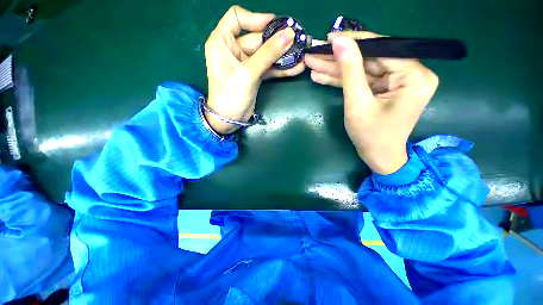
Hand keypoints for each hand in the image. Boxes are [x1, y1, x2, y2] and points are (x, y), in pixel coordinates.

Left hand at [204, 6, 304, 133]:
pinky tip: (296, 68)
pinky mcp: (254, 75)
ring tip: (301, 55)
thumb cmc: (231, 94)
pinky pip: (268, 68)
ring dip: (282, 56)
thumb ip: (268, 54)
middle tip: (298, 42)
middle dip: (277, 41)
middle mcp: (233, 49)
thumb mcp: (248, 72)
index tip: (275, 24)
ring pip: (266, 54)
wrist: (229, 119)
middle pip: (257, 38)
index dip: (256, 18)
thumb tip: (289, 34)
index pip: (238, 18)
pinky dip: (280, 69)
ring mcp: (245, 64)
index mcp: (222, 41)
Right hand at [304, 32, 438, 174]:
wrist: (379, 158)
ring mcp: (397, 82)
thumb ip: (350, 71)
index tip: (329, 37)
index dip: (353, 42)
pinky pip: (362, 80)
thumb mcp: (357, 104)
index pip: (382, 49)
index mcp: (414, 76)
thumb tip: (339, 42)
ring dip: (336, 69)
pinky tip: (322, 76)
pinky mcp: (385, 89)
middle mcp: (411, 74)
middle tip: (316, 52)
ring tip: (313, 64)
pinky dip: (342, 80)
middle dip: (339, 58)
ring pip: (362, 70)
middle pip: (369, 59)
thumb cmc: (371, 136)